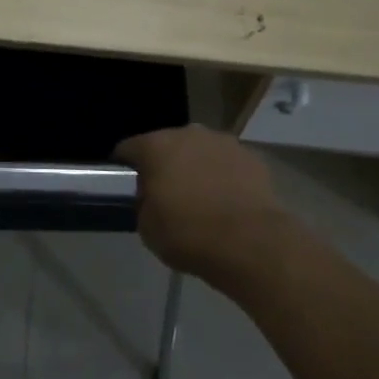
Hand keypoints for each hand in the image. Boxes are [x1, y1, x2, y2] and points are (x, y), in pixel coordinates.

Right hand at [115, 125, 286, 278]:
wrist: (253, 245)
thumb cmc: (190, 235)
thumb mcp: (147, 228)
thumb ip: (143, 203)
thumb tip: (150, 197)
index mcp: (155, 146)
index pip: (127, 148)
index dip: (124, 166)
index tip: (128, 186)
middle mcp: (187, 134)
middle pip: (167, 145)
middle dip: (165, 164)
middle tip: (167, 194)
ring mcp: (223, 142)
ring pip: (200, 151)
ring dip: (197, 167)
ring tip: (202, 198)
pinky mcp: (252, 157)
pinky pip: (228, 164)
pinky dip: (225, 177)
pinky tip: (229, 202)